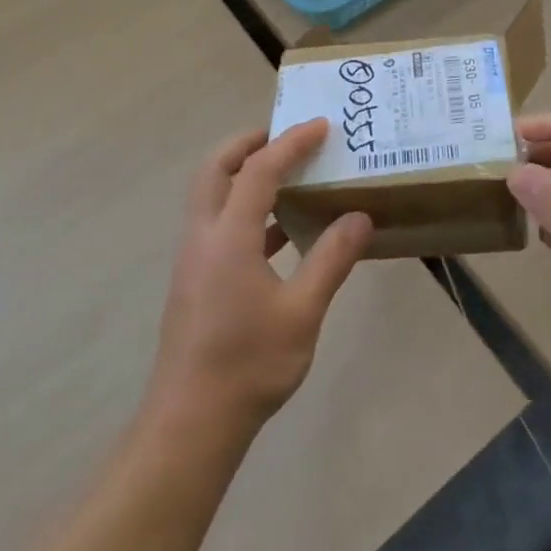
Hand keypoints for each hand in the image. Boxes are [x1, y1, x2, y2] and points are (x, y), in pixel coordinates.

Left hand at [147, 119, 373, 434]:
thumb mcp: (302, 312)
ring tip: (288, 173)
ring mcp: (194, 259)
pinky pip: (219, 224)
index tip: (321, 125)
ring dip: (244, 175)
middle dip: (249, 143)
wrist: (191, 425)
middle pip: (215, 169)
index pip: (259, 169)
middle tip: (286, 135)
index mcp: (228, 237)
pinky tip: (281, 231)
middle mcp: (203, 237)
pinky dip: (246, 210)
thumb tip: (360, 217)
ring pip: (212, 195)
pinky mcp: (196, 281)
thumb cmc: (248, 365)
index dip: (291, 142)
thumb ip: (331, 259)